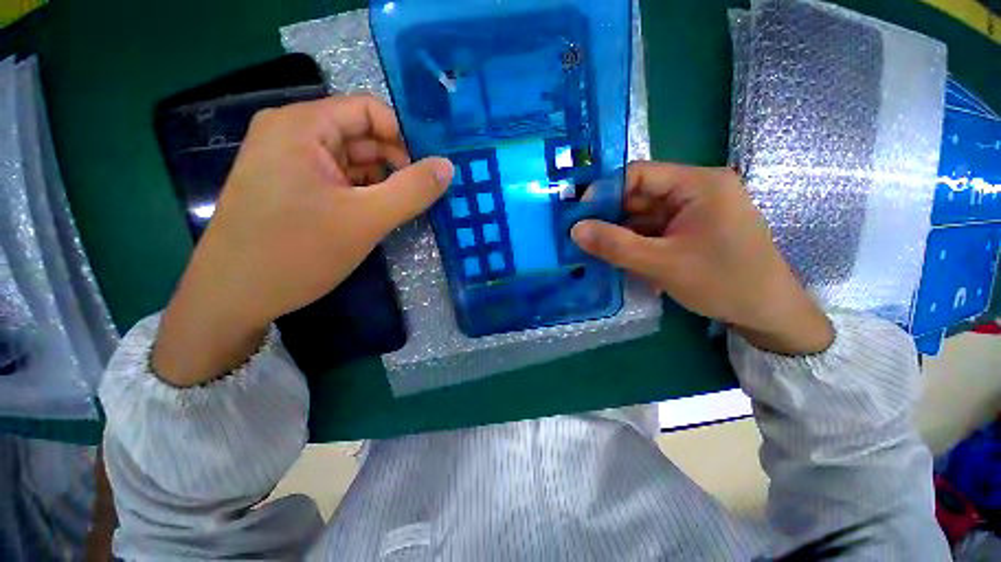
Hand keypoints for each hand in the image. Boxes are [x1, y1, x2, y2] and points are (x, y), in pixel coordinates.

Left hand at [153, 95, 452, 385]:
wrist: (232, 298)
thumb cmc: (296, 252)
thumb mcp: (365, 220)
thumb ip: (412, 191)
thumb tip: (448, 166)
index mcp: (302, 126)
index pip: (369, 111)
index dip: (403, 140)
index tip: (424, 175)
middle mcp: (292, 134)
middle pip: (361, 136)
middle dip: (395, 165)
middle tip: (417, 199)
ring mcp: (288, 162)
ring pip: (352, 162)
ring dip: (381, 183)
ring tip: (398, 211)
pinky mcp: (290, 188)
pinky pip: (338, 180)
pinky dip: (362, 194)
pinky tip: (374, 217)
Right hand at [572, 162, 832, 354]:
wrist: (767, 315)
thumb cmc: (722, 282)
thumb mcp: (662, 264)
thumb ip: (615, 245)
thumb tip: (574, 230)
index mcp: (697, 184)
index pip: (639, 174)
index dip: (604, 192)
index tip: (578, 217)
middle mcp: (695, 191)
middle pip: (639, 196)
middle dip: (610, 218)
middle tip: (580, 239)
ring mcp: (693, 212)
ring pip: (643, 217)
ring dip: (620, 235)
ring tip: (594, 253)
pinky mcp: (690, 231)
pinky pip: (653, 231)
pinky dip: (635, 245)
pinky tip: (621, 261)